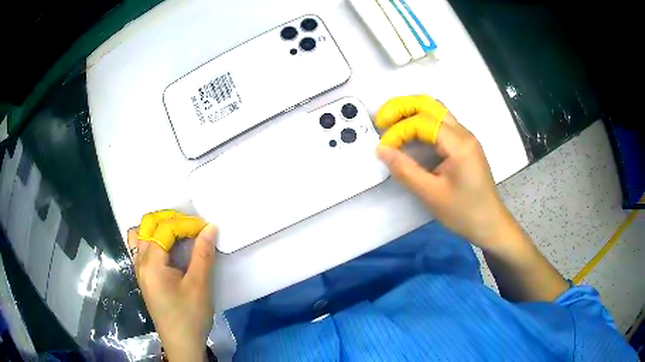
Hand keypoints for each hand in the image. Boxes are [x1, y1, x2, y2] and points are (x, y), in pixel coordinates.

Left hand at [128, 210, 216, 361]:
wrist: (181, 344)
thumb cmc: (190, 316)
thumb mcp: (200, 286)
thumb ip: (203, 254)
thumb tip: (210, 228)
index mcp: (151, 264)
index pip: (165, 229)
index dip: (186, 224)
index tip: (206, 229)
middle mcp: (140, 262)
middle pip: (148, 225)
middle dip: (170, 219)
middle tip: (191, 226)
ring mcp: (140, 269)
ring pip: (142, 234)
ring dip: (159, 227)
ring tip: (178, 232)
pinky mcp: (144, 276)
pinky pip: (142, 247)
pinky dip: (154, 239)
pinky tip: (168, 248)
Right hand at [375, 95, 511, 249]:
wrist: (490, 224)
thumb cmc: (463, 212)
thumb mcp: (431, 194)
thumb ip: (405, 170)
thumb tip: (380, 149)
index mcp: (459, 144)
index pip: (423, 122)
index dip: (398, 131)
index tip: (384, 148)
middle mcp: (464, 133)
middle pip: (430, 104)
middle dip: (402, 106)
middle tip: (381, 119)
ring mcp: (465, 137)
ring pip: (436, 110)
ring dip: (411, 111)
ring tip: (391, 123)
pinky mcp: (464, 144)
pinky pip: (440, 123)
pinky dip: (421, 122)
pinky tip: (410, 135)